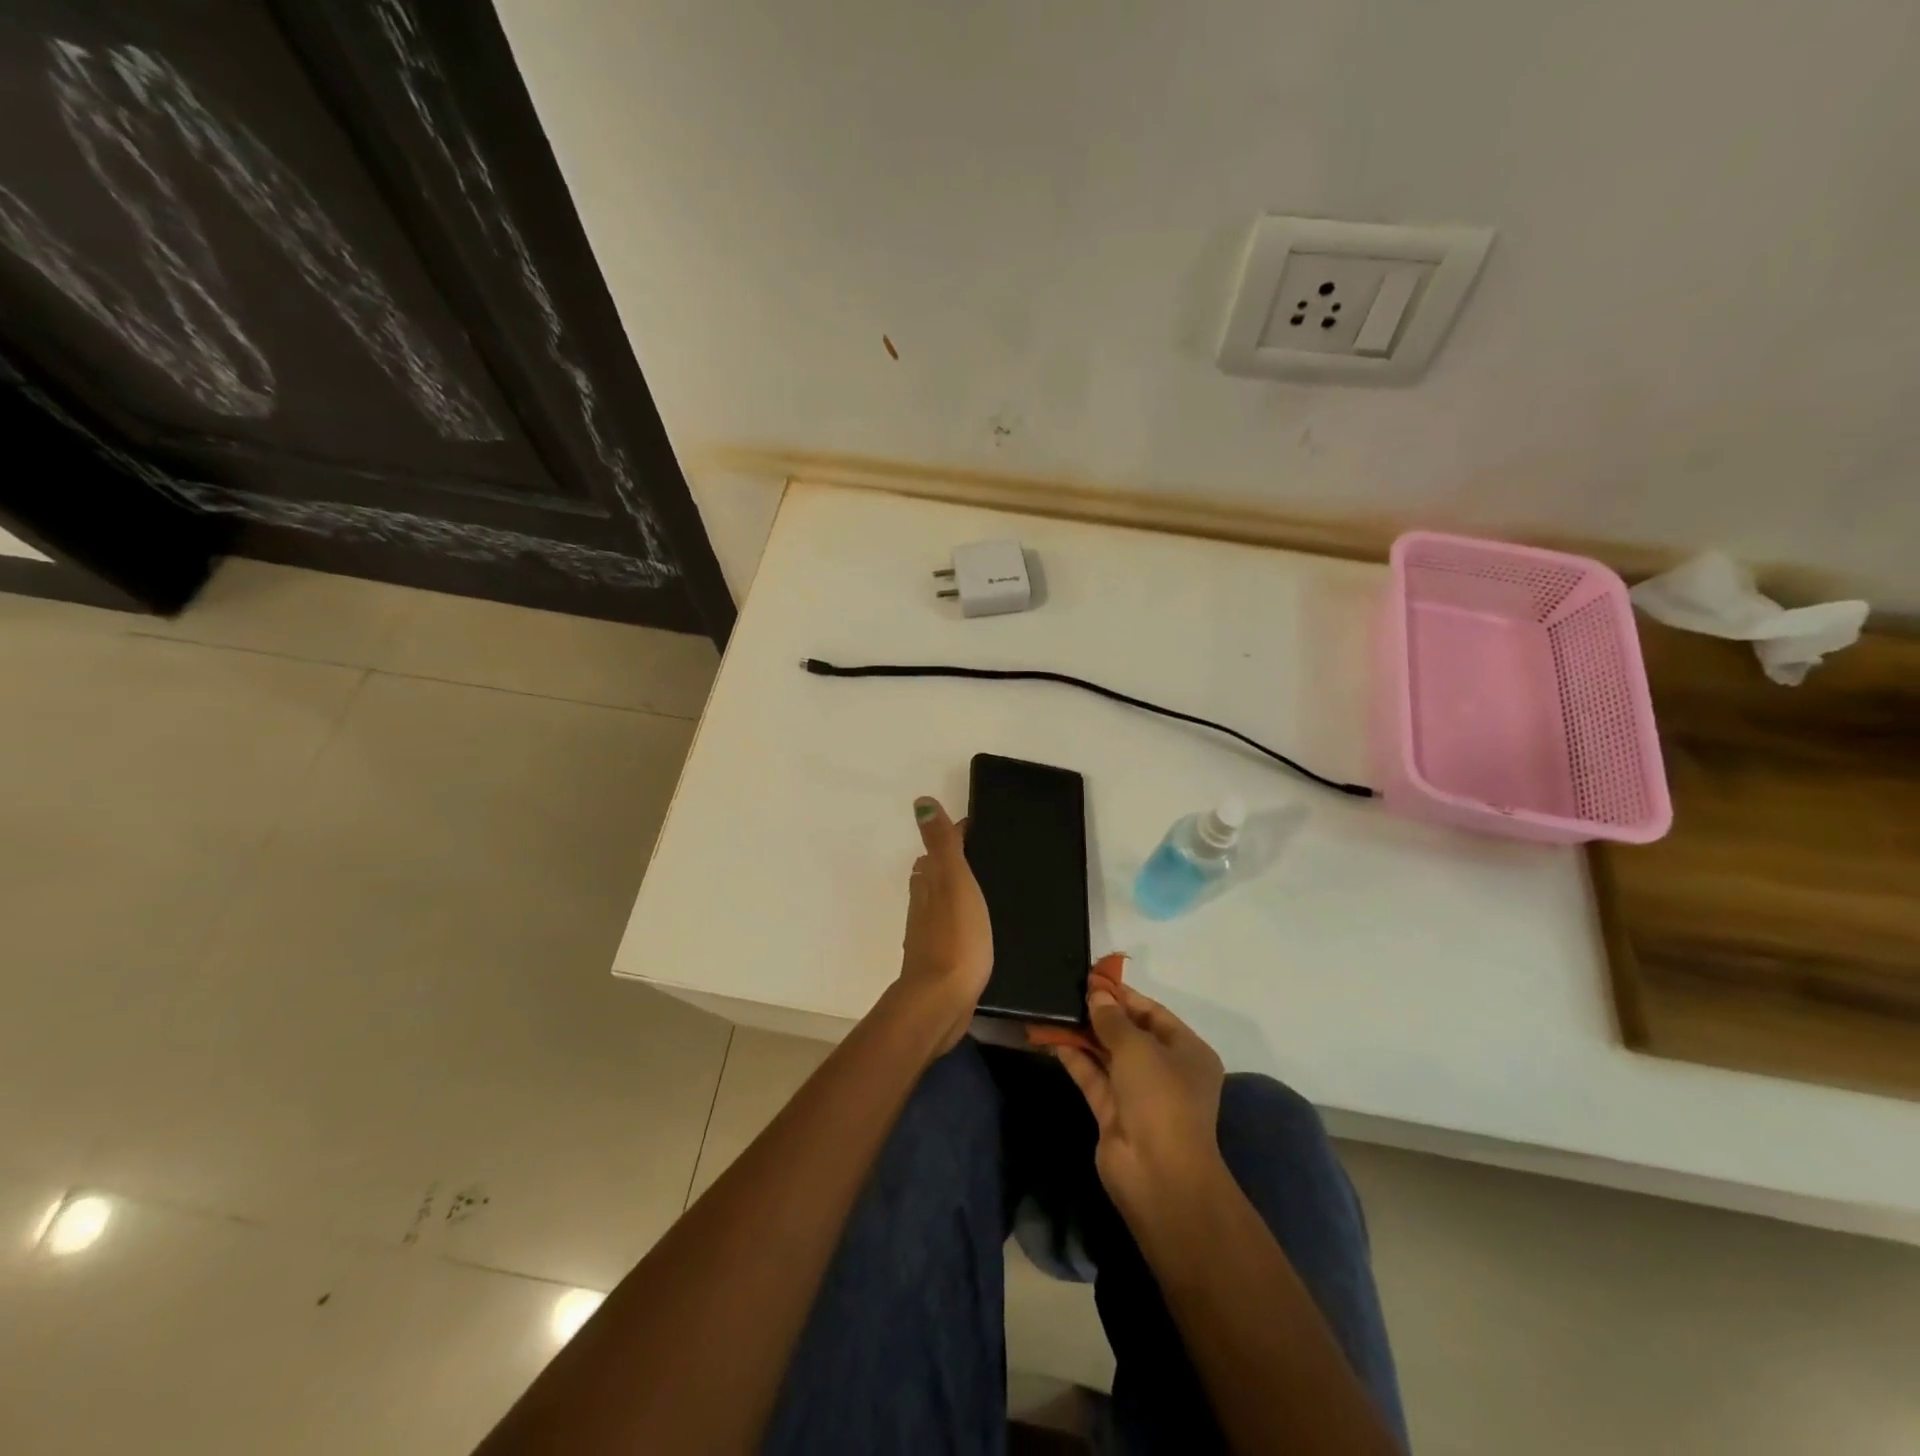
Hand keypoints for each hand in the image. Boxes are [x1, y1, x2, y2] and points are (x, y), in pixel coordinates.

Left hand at [894, 797, 992, 1053]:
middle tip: (982, 855)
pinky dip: (956, 919)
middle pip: (933, 874)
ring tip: (981, 887)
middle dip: (951, 862)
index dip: (955, 836)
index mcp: (928, 883)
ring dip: (951, 890)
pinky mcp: (939, 959)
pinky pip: (948, 928)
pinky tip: (973, 927)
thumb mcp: (953, 882)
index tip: (976, 827)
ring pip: (937, 902)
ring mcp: (928, 934)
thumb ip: (941, 844)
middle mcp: (922, 905)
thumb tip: (920, 802)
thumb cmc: (955, 936)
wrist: (941, 1000)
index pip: (938, 849)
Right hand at [1055, 982, 1225, 1222]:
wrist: (1158, 1174)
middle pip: (1130, 1034)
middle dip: (1101, 1014)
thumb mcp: (1137, 1047)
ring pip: (1108, 1055)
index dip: (1123, 996)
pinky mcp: (1113, 1113)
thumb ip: (1112, 1018)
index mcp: (1187, 1052)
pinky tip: (1051, 1037)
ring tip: (1055, 1008)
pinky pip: (1093, 1077)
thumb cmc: (1160, 1097)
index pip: (1153, 1014)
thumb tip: (1096, 994)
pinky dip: (1075, 1058)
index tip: (1093, 979)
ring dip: (1084, 1035)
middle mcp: (1166, 1071)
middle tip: (1069, 991)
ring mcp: (1138, 1094)